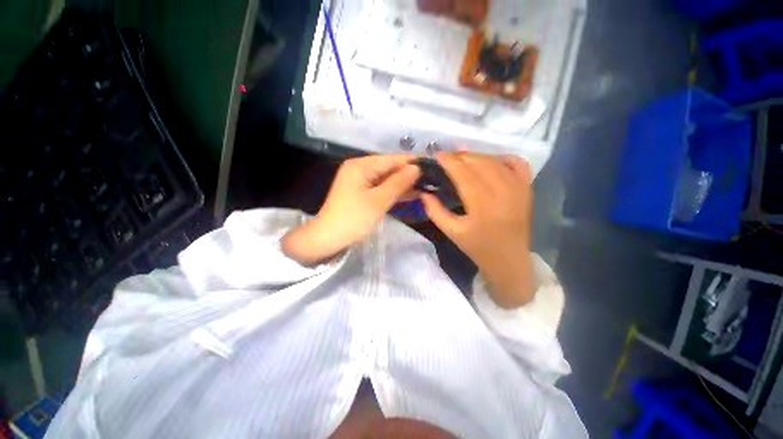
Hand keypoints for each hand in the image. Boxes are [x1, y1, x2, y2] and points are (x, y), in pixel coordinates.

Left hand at [282, 155, 420, 264]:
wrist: (328, 239)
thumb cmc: (353, 219)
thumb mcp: (378, 201)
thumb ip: (398, 183)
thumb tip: (416, 168)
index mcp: (361, 166)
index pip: (392, 159)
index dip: (412, 162)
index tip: (433, 164)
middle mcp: (360, 169)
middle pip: (389, 168)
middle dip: (409, 174)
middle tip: (432, 178)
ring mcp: (360, 181)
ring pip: (387, 179)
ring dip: (404, 184)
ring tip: (427, 186)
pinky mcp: (362, 192)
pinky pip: (381, 188)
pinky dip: (394, 192)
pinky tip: (411, 194)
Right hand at [421, 152, 536, 307]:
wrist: (509, 260)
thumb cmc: (478, 247)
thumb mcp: (451, 232)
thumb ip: (435, 211)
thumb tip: (424, 192)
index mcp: (482, 205)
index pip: (463, 173)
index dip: (449, 161)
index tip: (437, 155)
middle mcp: (502, 191)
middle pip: (479, 163)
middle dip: (460, 156)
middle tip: (447, 157)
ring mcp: (518, 188)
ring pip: (495, 161)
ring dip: (477, 155)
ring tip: (462, 157)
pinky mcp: (527, 188)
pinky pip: (517, 163)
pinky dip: (502, 157)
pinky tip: (490, 160)